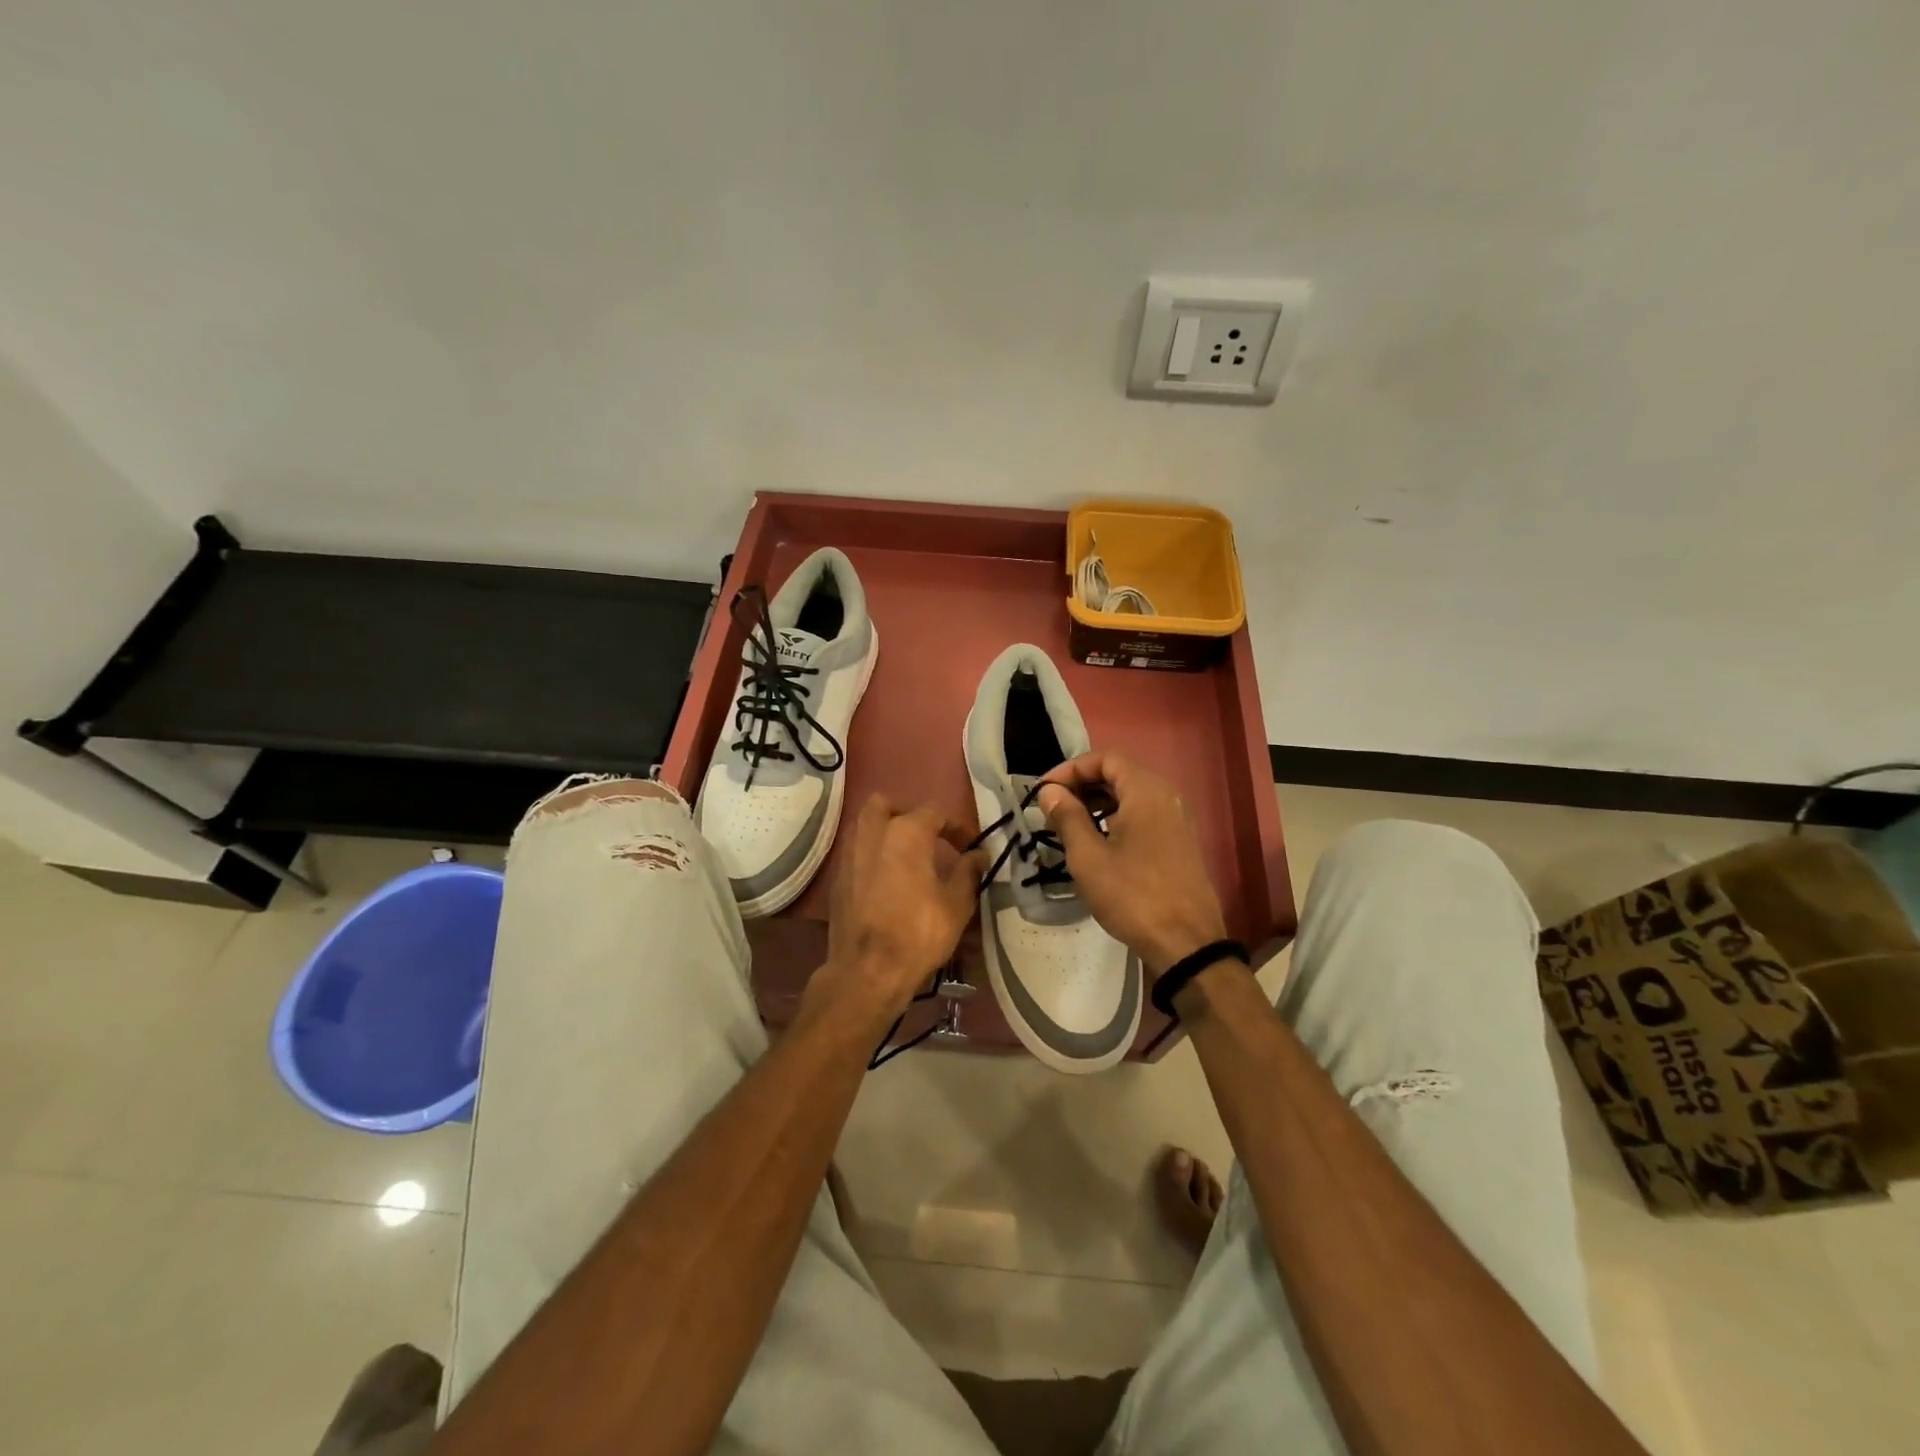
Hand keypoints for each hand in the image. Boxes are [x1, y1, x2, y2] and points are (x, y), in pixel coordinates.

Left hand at [809, 795, 983, 1028]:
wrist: (867, 971)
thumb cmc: (918, 934)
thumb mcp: (956, 904)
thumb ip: (969, 872)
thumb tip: (978, 854)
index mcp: (906, 833)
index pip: (935, 812)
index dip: (957, 826)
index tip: (970, 846)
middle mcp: (873, 833)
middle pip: (886, 805)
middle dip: (907, 815)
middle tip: (927, 839)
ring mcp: (850, 854)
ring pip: (865, 825)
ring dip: (885, 832)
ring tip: (907, 858)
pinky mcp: (838, 878)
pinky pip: (856, 852)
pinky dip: (872, 856)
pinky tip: (886, 880)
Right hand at [1037, 753, 1228, 979]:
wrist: (1187, 943)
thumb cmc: (1133, 896)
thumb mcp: (1089, 857)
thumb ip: (1067, 817)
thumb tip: (1051, 792)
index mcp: (1146, 791)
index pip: (1105, 759)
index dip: (1071, 769)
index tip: (1045, 792)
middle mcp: (1166, 797)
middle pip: (1119, 774)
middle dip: (1083, 784)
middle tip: (1053, 807)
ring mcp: (1176, 820)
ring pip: (1131, 796)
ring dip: (1098, 802)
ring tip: (1069, 824)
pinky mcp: (1179, 842)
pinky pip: (1143, 815)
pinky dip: (1117, 817)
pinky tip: (1098, 842)